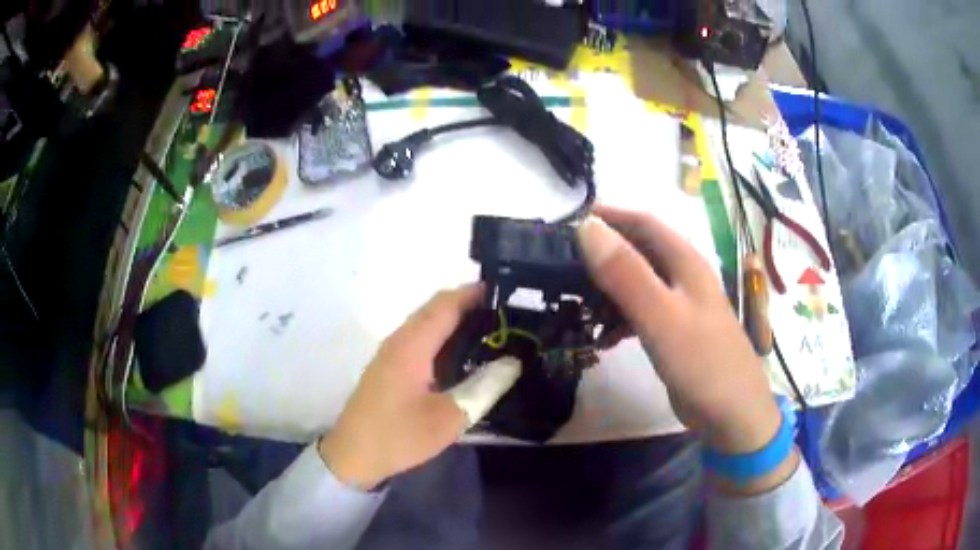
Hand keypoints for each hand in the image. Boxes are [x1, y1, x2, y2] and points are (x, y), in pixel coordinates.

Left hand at [319, 284, 518, 489]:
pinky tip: (462, 354)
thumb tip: (513, 363)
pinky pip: (420, 338)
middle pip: (435, 308)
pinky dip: (443, 335)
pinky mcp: (389, 366)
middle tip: (507, 315)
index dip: (475, 293)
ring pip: (426, 323)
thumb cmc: (399, 436)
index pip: (446, 304)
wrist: (353, 455)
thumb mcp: (448, 418)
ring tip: (492, 331)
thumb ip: (483, 388)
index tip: (508, 293)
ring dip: (456, 320)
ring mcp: (391, 353)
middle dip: (469, 304)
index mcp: (411, 346)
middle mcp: (399, 340)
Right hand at [576, 206, 780, 456]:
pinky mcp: (675, 332)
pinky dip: (620, 316)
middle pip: (640, 250)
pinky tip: (604, 336)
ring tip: (577, 303)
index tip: (568, 224)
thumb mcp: (662, 316)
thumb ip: (626, 273)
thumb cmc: (702, 362)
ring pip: (638, 282)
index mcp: (686, 262)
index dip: (609, 216)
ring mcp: (681, 305)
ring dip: (608, 288)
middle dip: (603, 252)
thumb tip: (587, 228)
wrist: (732, 414)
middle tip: (563, 265)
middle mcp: (684, 276)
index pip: (644, 222)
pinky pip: (642, 312)